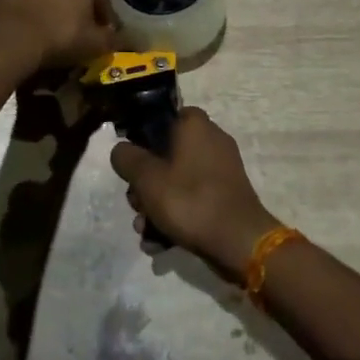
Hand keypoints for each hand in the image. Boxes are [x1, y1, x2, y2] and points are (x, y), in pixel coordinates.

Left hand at [0, 0, 115, 72]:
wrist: (5, 40)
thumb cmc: (58, 34)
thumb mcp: (95, 42)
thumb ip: (113, 38)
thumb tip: (123, 39)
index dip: (100, 13)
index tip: (99, 32)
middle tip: (72, 28)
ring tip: (44, 26)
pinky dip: (18, 0)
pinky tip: (20, 23)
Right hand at [111, 108, 278, 271]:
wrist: (238, 241)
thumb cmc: (190, 200)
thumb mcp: (147, 178)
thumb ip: (127, 159)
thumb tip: (122, 149)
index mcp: (195, 125)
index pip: (165, 117)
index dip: (144, 137)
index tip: (132, 162)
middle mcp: (212, 140)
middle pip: (166, 154)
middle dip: (146, 184)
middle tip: (136, 205)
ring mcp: (221, 169)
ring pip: (177, 180)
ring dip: (156, 206)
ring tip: (145, 231)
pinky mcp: (226, 194)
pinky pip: (193, 198)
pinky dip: (176, 217)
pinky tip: (159, 243)